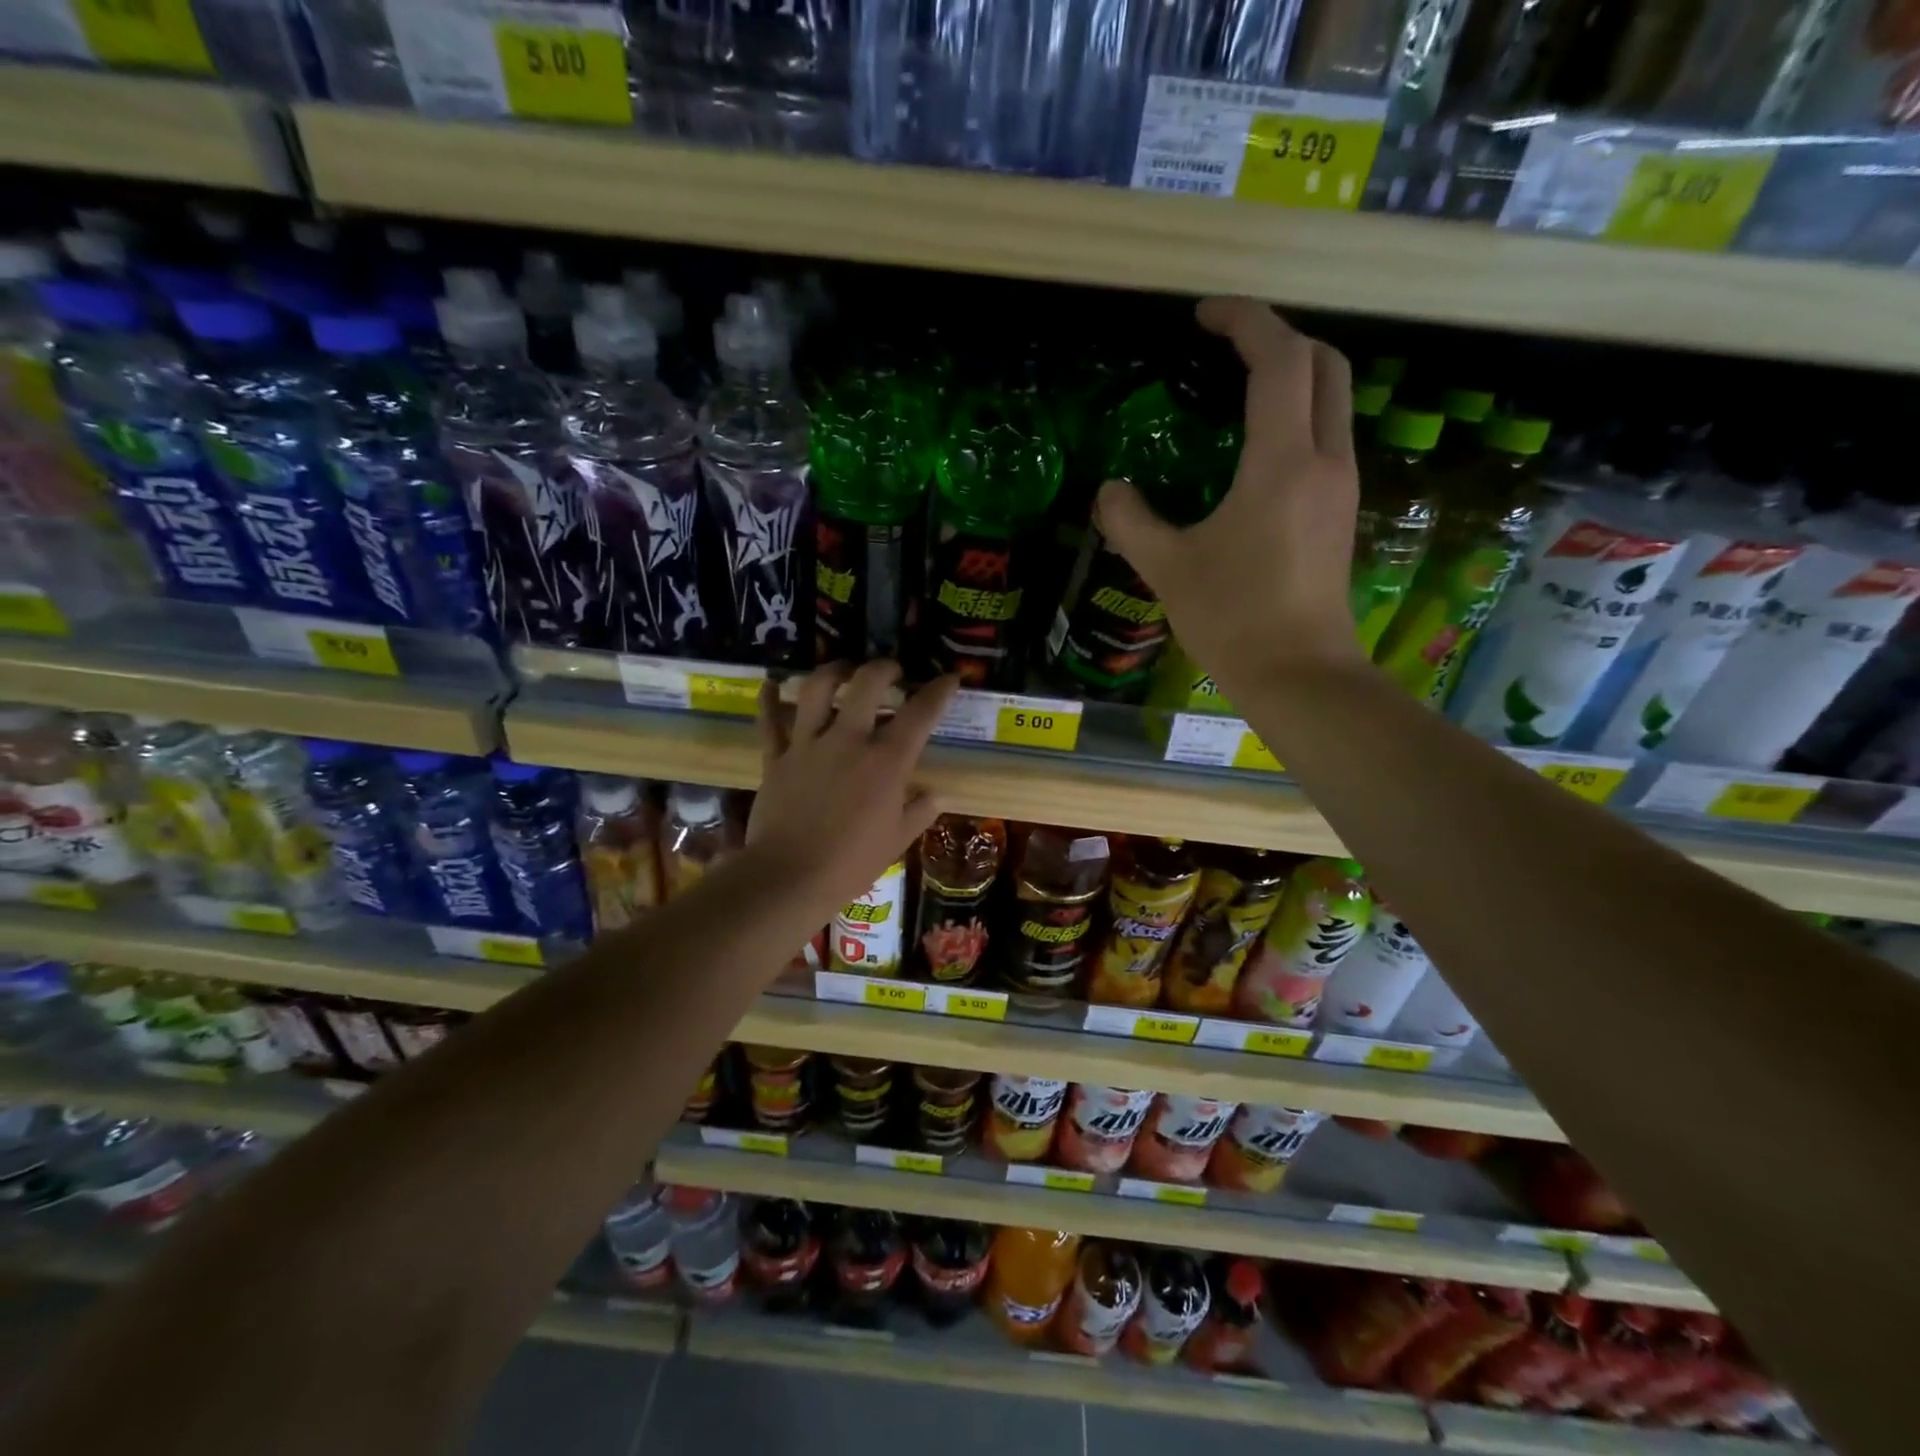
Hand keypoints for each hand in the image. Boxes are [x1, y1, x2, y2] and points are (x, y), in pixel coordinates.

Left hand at [749, 661, 957, 908]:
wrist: (790, 877)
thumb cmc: (852, 863)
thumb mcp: (897, 841)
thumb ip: (919, 812)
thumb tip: (936, 795)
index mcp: (886, 762)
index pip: (920, 714)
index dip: (939, 691)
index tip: (950, 678)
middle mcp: (848, 741)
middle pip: (867, 684)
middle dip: (884, 668)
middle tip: (891, 671)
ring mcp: (808, 746)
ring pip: (816, 690)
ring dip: (832, 671)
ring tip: (843, 669)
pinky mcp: (776, 758)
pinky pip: (769, 722)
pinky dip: (768, 700)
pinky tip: (770, 684)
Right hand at [1095, 297, 1364, 697]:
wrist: (1299, 675)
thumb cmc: (1233, 618)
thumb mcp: (1167, 568)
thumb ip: (1130, 521)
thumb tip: (1109, 491)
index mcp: (1281, 462)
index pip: (1279, 360)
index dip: (1245, 321)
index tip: (1204, 315)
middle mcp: (1324, 461)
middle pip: (1324, 365)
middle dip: (1279, 338)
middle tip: (1228, 347)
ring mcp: (1340, 487)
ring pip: (1331, 401)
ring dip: (1292, 377)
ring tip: (1237, 391)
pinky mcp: (1340, 513)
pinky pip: (1325, 438)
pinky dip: (1296, 418)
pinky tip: (1254, 450)